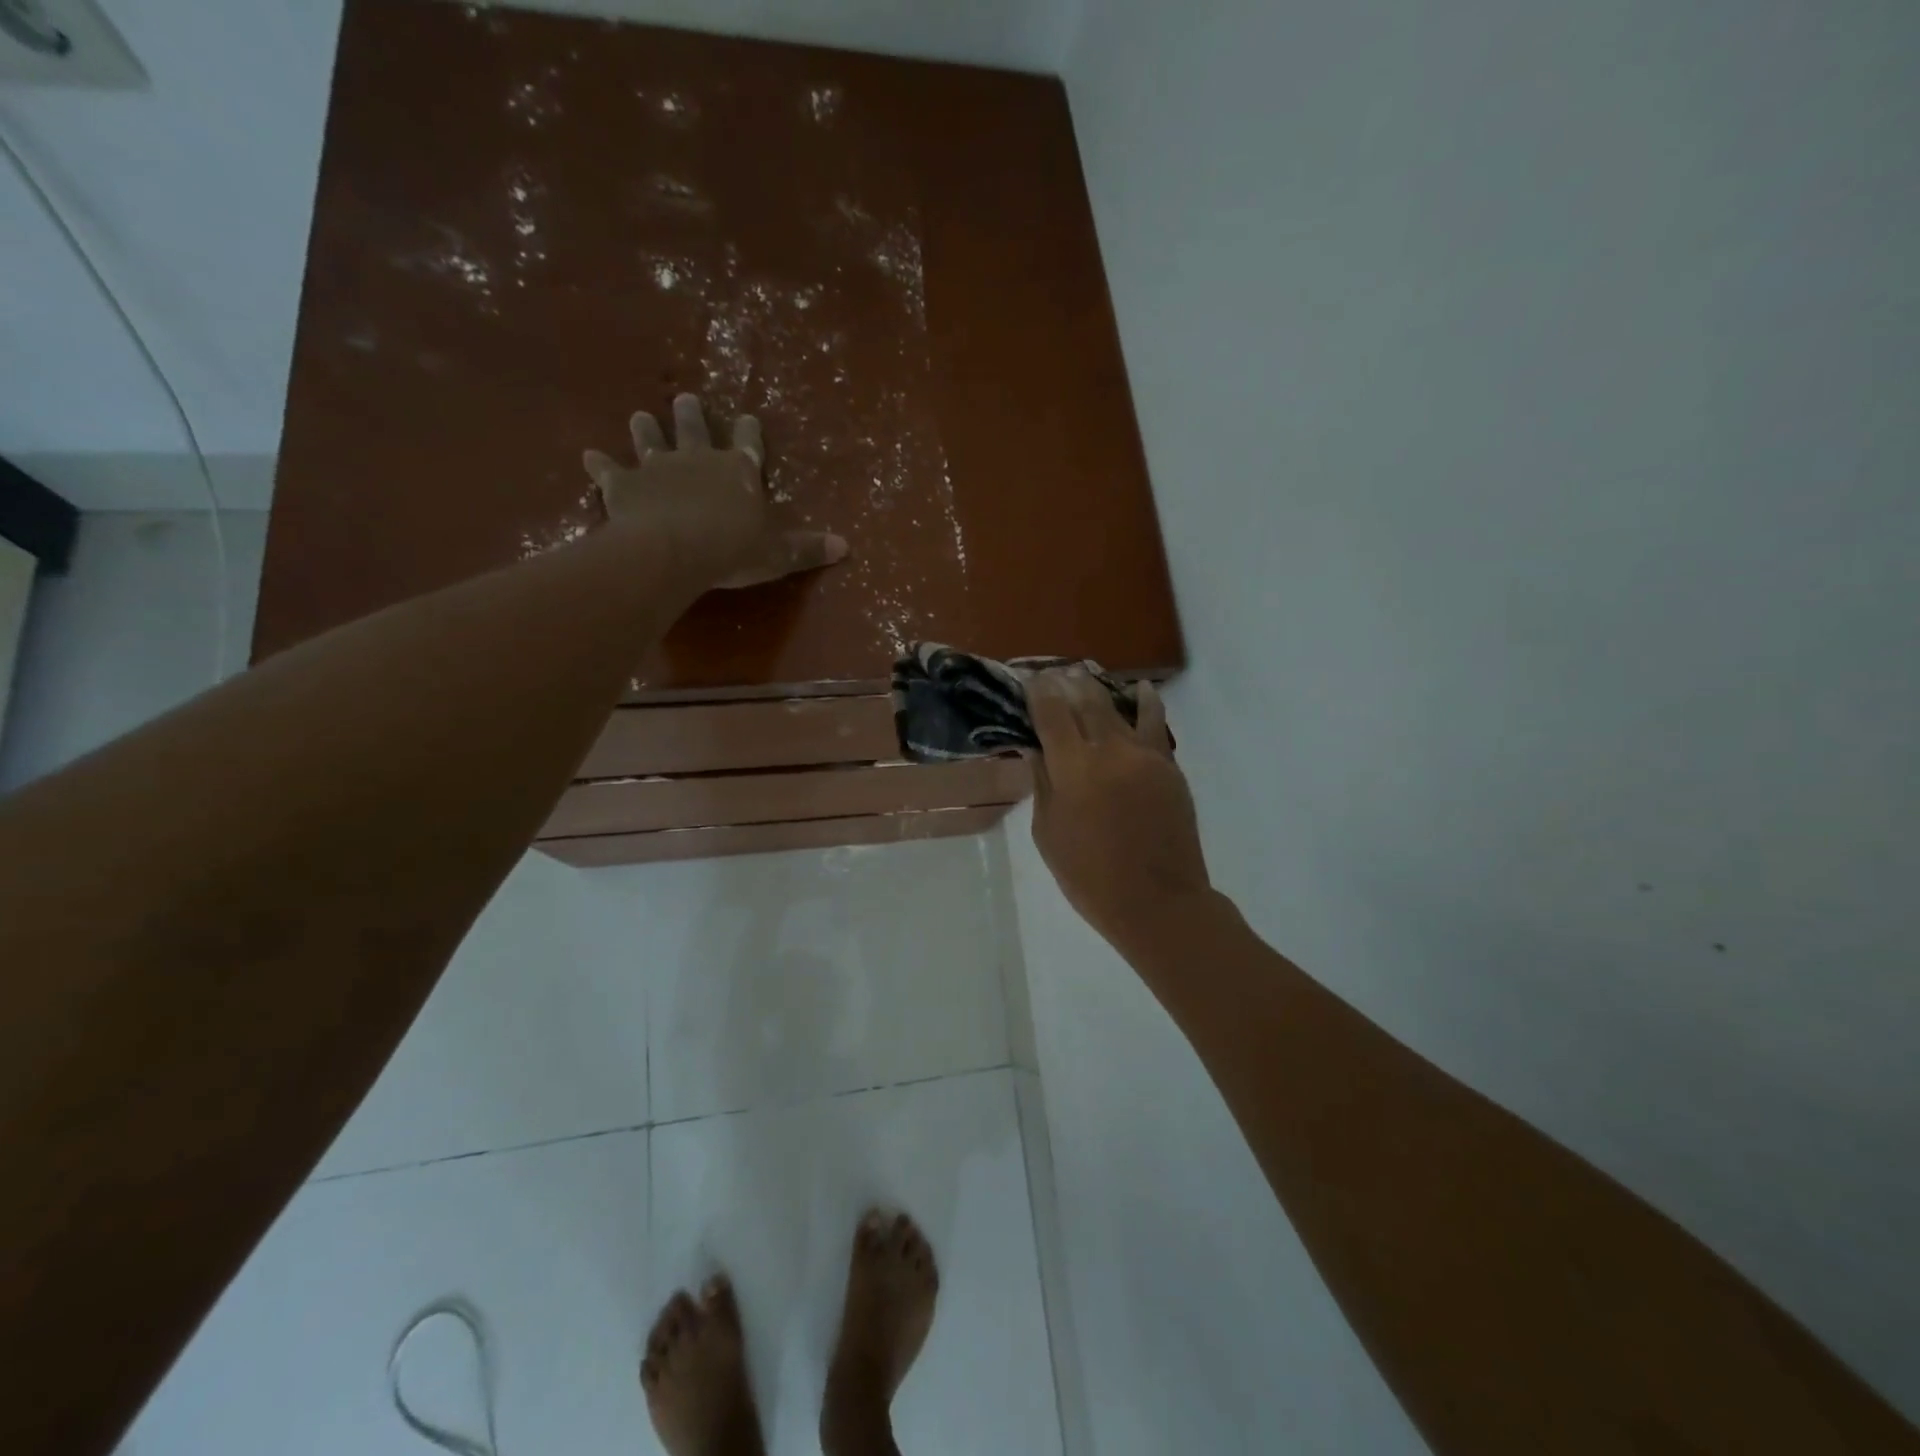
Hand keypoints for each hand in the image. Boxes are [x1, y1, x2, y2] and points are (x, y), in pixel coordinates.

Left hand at [583, 393, 847, 588]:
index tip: (748, 417)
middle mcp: (698, 459)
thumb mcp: (779, 554)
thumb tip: (847, 547)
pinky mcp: (624, 485)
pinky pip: (608, 471)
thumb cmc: (732, 550)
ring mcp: (658, 468)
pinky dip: (598, 465)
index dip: (749, 432)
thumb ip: (808, 549)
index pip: (748, 444)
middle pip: (694, 429)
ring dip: (645, 430)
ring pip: (650, 441)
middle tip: (684, 397)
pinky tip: (586, 455)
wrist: (674, 550)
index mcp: (738, 471)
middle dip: (691, 414)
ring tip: (639, 416)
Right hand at [1027, 669, 1211, 957]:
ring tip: (1088, 675)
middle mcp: (1110, 751)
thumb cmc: (1089, 876)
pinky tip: (1141, 691)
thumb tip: (1037, 750)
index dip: (1039, 692)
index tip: (1030, 678)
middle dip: (1068, 683)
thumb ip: (1043, 785)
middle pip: (1087, 702)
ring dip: (1101, 689)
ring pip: (1121, 708)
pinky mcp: (1169, 767)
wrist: (1158, 902)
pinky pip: (1155, 726)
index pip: (1051, 714)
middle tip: (1056, 672)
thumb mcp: (1048, 833)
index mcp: (1074, 768)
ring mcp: (1145, 755)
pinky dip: (1146, 704)